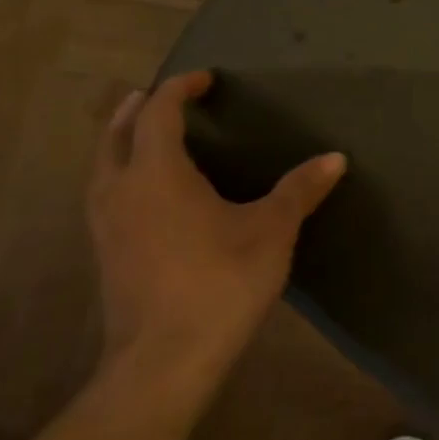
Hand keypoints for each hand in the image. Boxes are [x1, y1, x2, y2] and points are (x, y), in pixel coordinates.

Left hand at [87, 71, 345, 392]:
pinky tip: (147, 194)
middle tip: (163, 96)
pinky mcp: (105, 253)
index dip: (179, 89)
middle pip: (115, 133)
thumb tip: (335, 158)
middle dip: (137, 108)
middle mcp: (120, 190)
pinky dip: (121, 173)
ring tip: (147, 136)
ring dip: (122, 140)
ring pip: (102, 165)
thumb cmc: (220, 283)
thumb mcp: (271, 231)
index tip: (204, 79)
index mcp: (157, 174)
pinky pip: (105, 193)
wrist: (163, 361)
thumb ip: (300, 189)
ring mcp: (105, 224)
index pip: (158, 113)